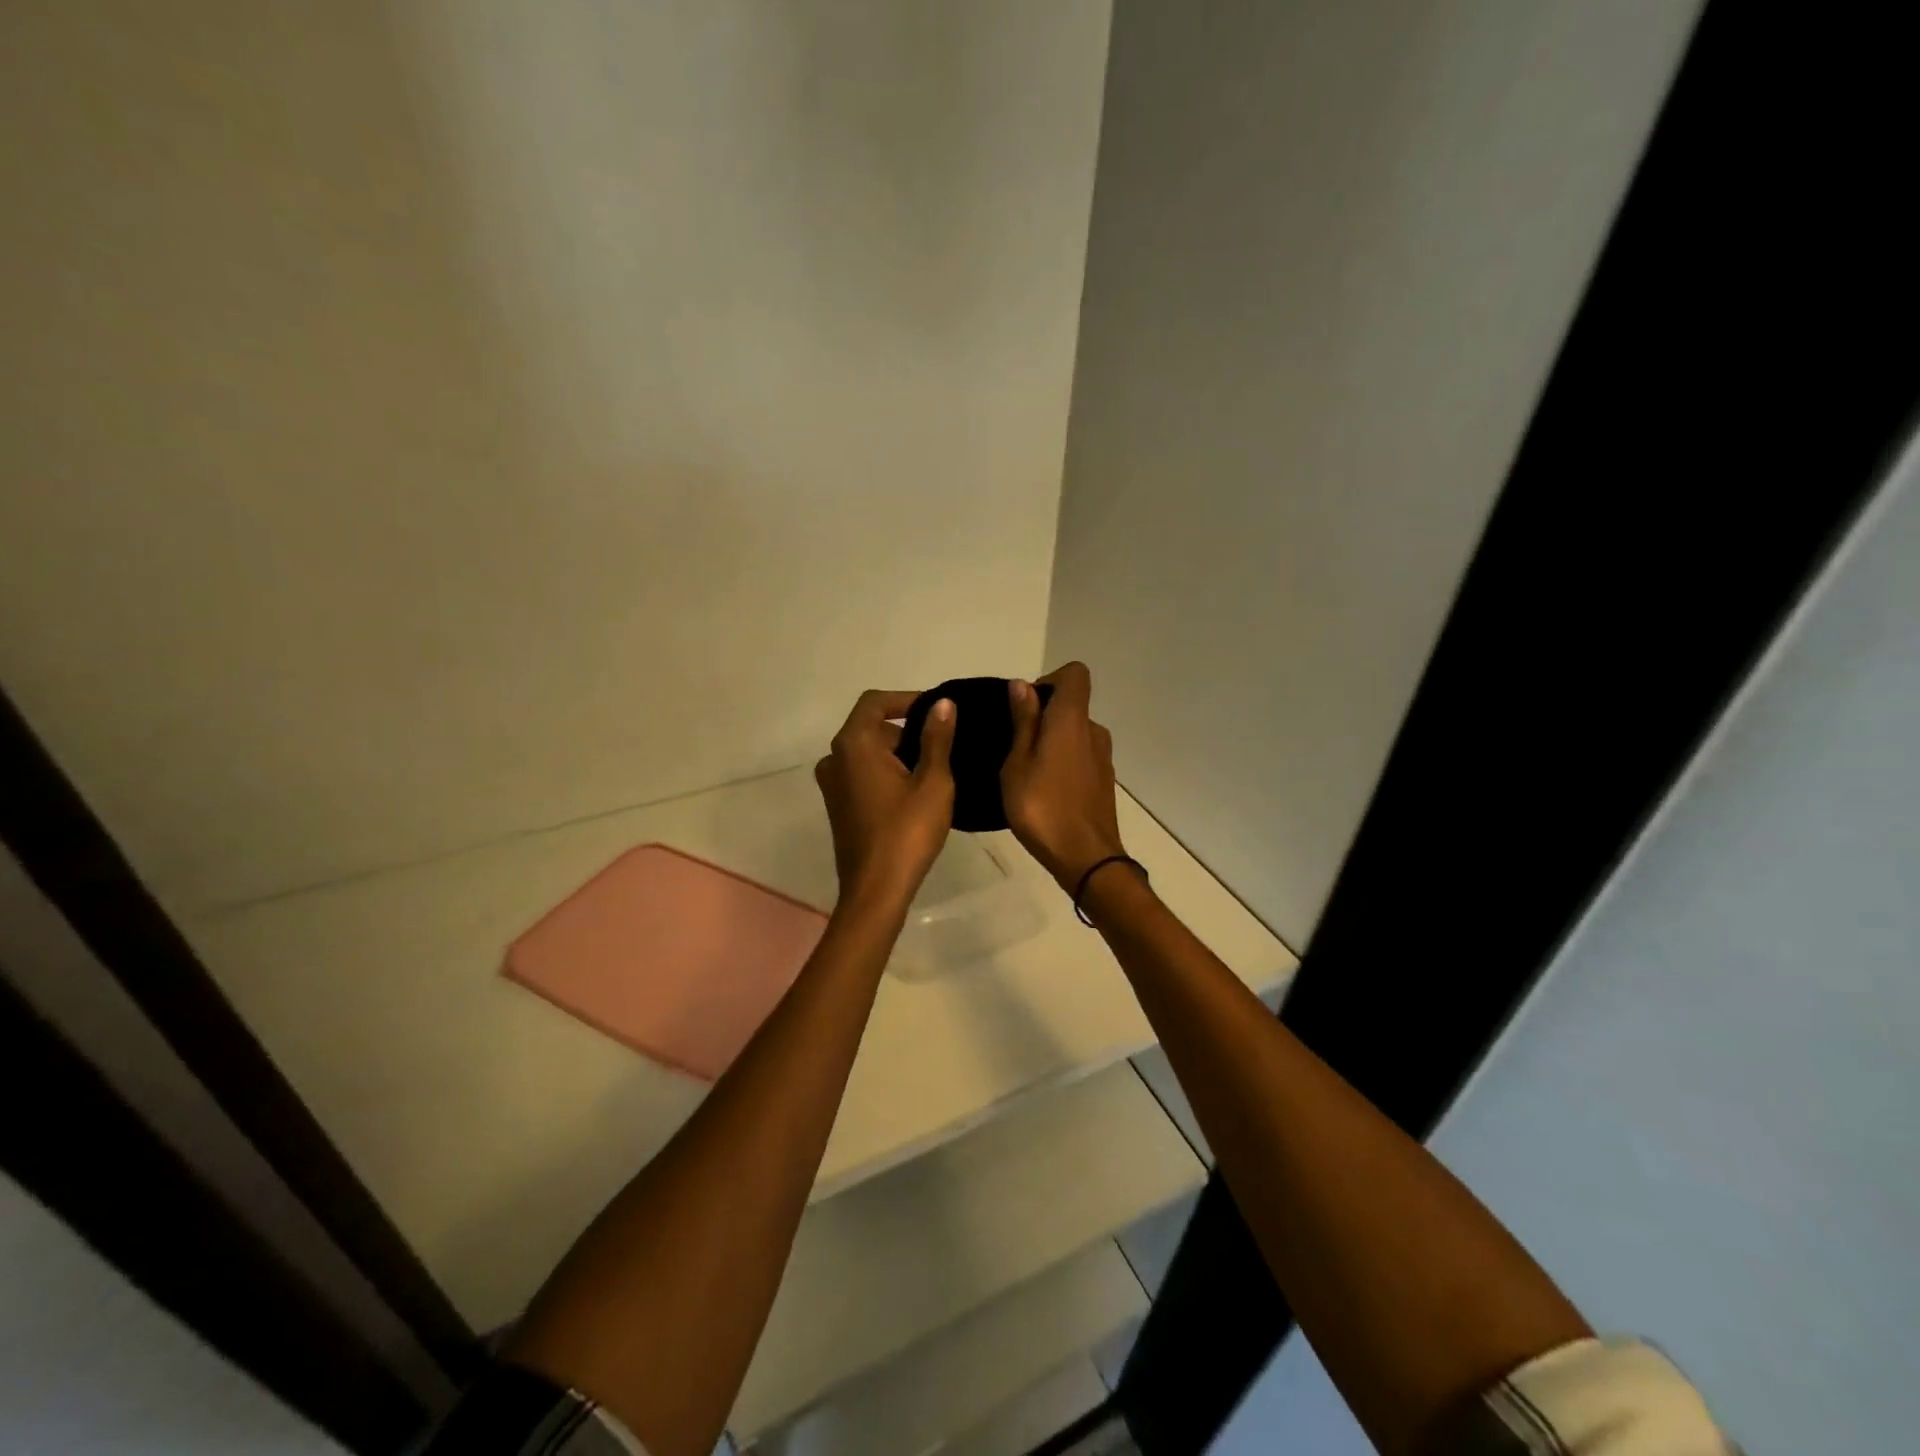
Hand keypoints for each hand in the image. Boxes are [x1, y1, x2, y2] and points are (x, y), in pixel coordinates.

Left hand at [814, 689, 957, 909]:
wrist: (876, 889)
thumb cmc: (907, 831)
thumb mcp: (933, 781)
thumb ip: (936, 738)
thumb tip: (942, 704)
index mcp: (854, 744)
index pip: (875, 702)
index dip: (906, 699)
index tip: (936, 711)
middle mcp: (834, 758)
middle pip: (871, 727)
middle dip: (905, 731)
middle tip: (942, 748)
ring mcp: (832, 784)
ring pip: (867, 752)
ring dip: (897, 754)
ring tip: (933, 772)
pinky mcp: (837, 805)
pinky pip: (861, 774)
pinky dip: (885, 773)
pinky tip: (913, 794)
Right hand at [1001, 662, 1126, 891]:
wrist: (1086, 858)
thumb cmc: (1042, 808)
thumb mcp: (1017, 764)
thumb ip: (1023, 721)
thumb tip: (1022, 685)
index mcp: (1072, 720)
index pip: (1074, 674)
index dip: (1049, 680)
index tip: (1025, 707)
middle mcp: (1093, 731)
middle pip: (1072, 704)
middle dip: (1043, 715)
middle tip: (1015, 745)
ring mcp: (1103, 757)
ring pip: (1075, 733)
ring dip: (1052, 742)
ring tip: (1026, 772)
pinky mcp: (1104, 781)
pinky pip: (1081, 756)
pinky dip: (1063, 762)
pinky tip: (1044, 791)